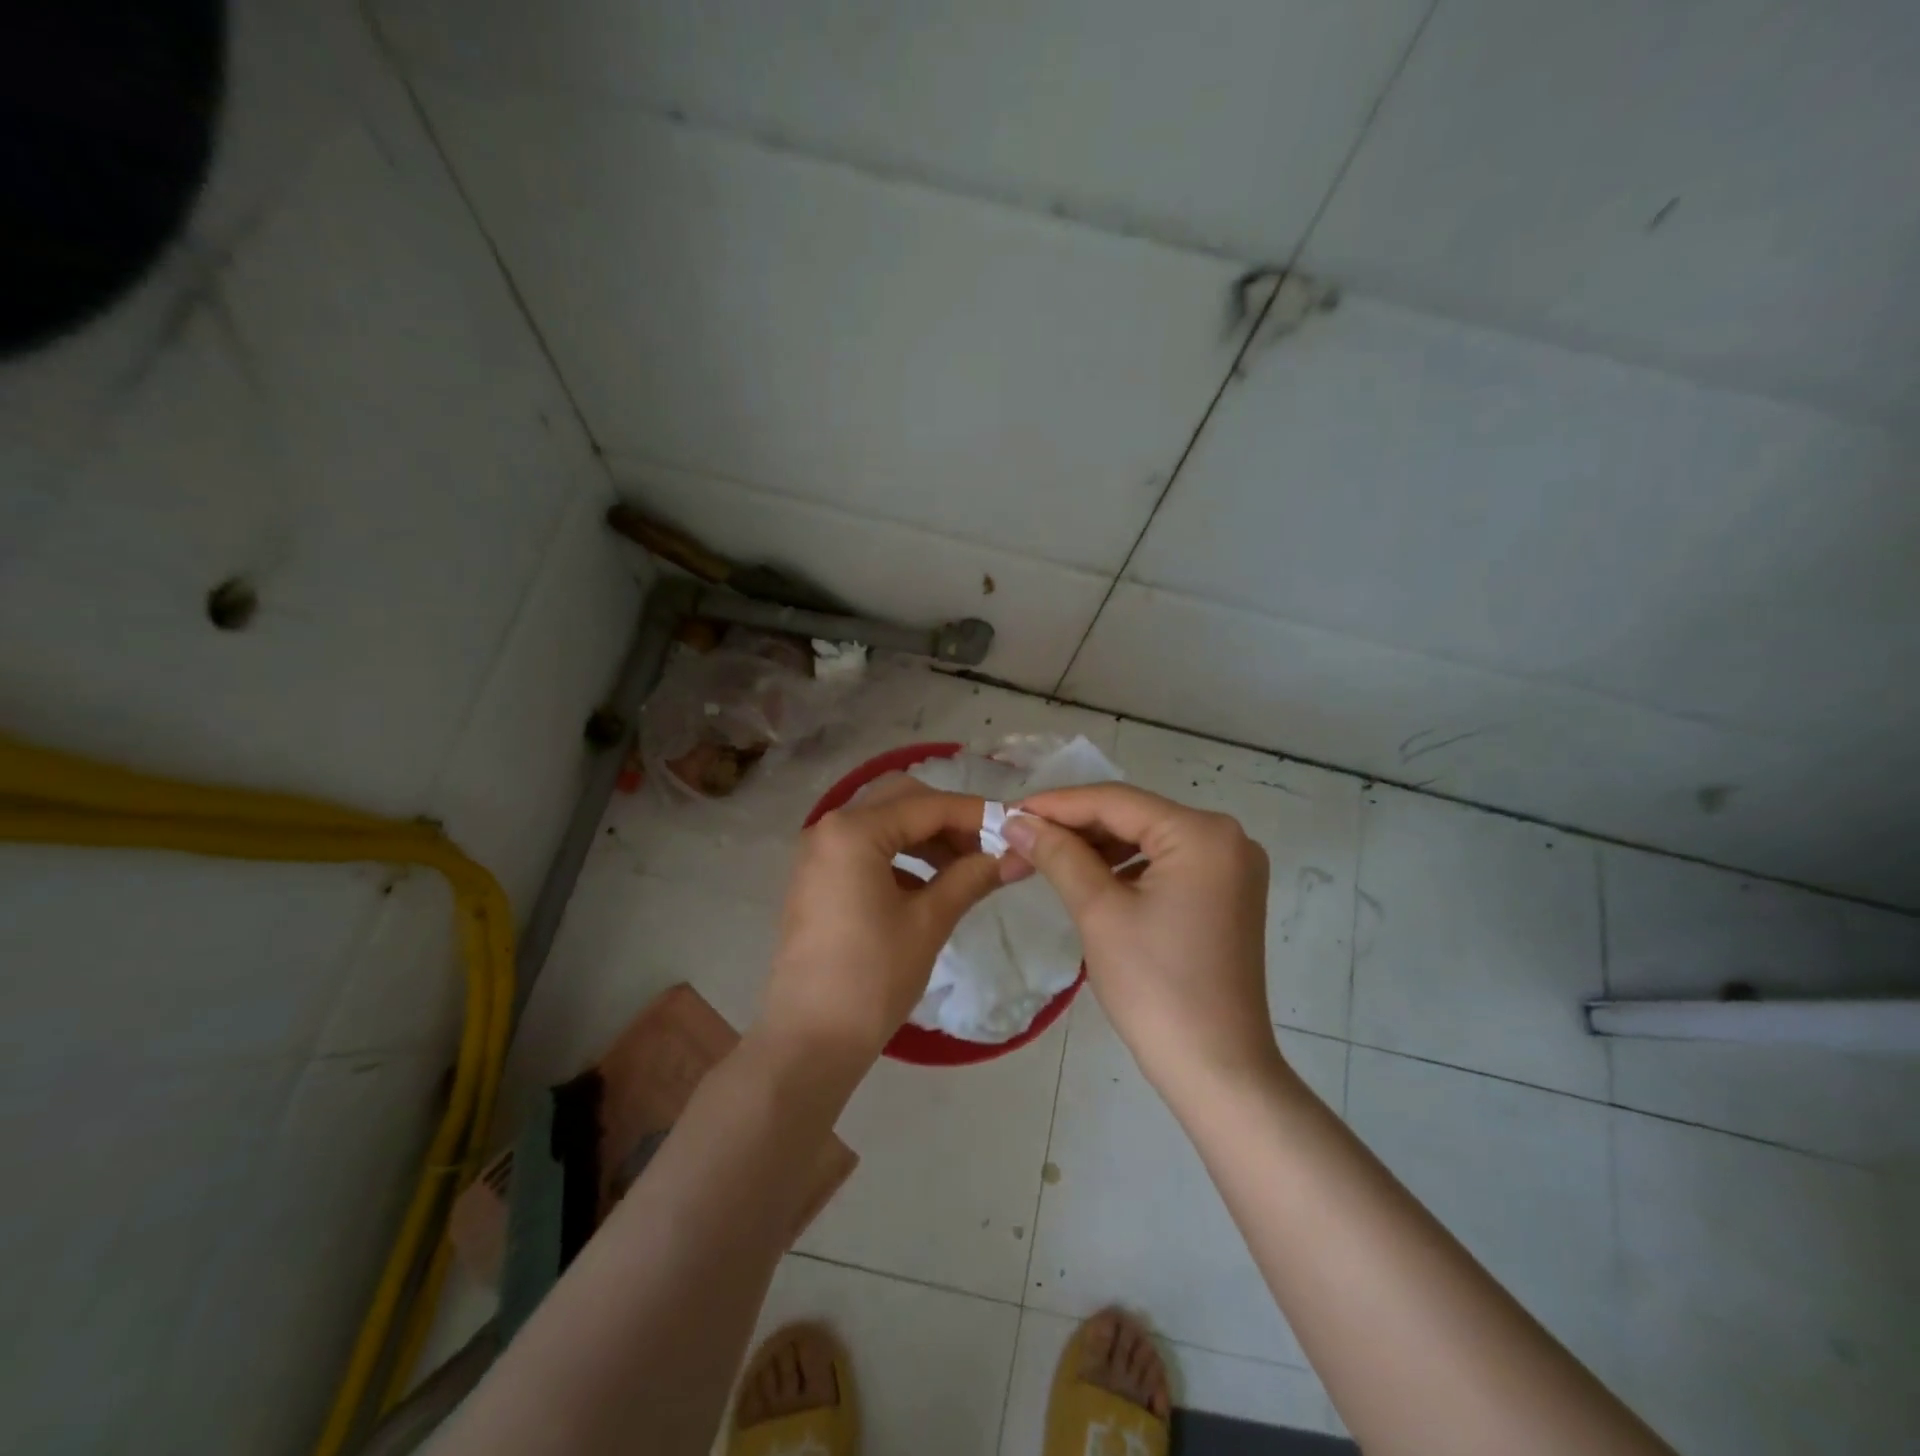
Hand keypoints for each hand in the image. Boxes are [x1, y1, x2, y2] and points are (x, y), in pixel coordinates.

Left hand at [763, 778, 1015, 1065]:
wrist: (810, 1040)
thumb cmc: (872, 977)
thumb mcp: (929, 922)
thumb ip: (972, 877)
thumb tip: (1017, 856)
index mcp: (853, 831)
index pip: (927, 806)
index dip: (976, 814)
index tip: (1016, 828)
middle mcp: (829, 827)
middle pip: (901, 801)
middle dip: (948, 819)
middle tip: (987, 848)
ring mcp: (818, 853)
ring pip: (883, 822)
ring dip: (925, 836)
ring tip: (965, 868)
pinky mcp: (817, 877)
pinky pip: (866, 848)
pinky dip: (901, 855)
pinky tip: (930, 884)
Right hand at [1002, 784, 1286, 1097]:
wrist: (1217, 1069)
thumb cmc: (1155, 988)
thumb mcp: (1099, 912)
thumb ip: (1058, 856)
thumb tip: (1017, 821)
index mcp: (1202, 834)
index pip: (1116, 801)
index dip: (1057, 804)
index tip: (1009, 812)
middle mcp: (1226, 837)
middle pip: (1133, 817)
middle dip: (1074, 828)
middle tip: (1020, 839)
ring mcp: (1231, 866)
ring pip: (1147, 839)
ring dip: (1096, 848)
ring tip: (1044, 858)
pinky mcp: (1226, 893)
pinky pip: (1165, 863)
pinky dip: (1125, 867)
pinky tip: (1088, 877)